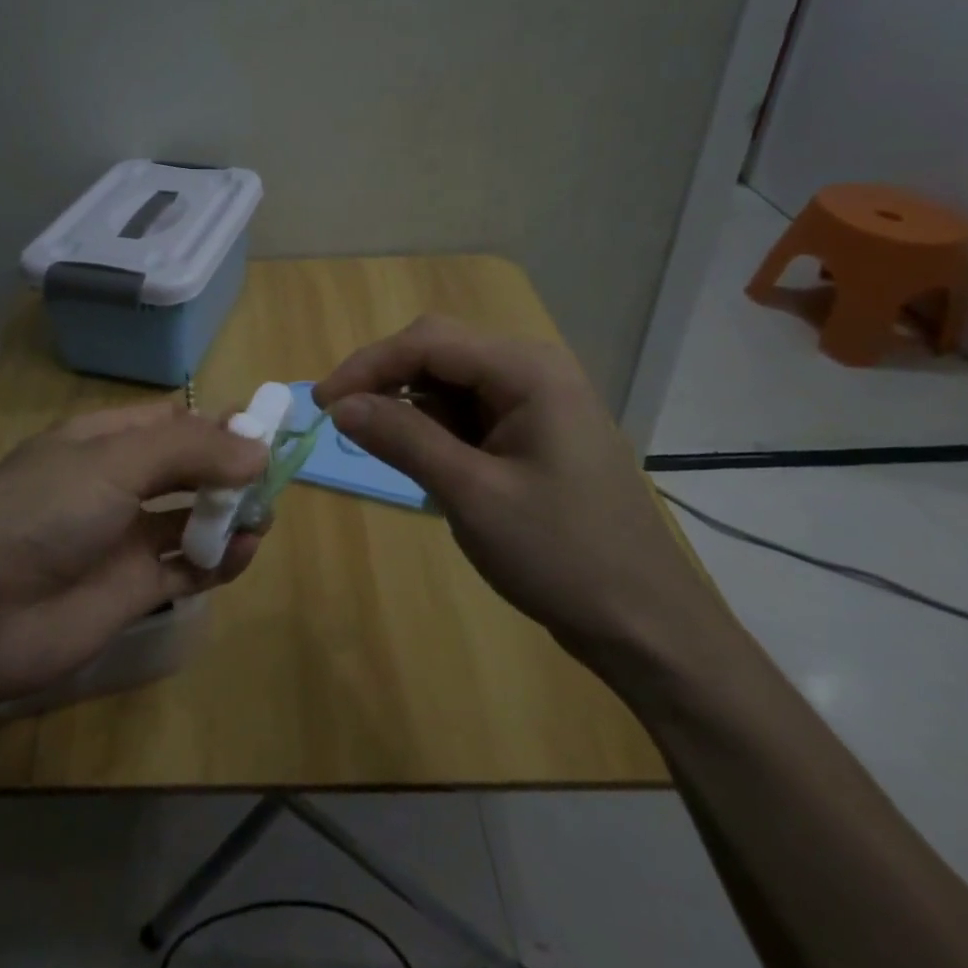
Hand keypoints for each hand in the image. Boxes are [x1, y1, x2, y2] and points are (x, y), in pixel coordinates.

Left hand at [0, 402, 267, 702]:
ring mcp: (125, 539)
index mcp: (103, 442)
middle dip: (229, 470)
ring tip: (260, 518)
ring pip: (191, 518)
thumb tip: (258, 449)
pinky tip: (243, 552)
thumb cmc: (46, 512)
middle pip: (186, 469)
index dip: (216, 424)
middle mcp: (116, 484)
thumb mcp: (116, 461)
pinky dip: (219, 560)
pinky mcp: (134, 590)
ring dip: (229, 515)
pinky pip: (188, 568)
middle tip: (271, 479)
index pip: (171, 422)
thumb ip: (190, 450)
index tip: (264, 431)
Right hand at [313, 315, 724, 666]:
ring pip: (451, 381)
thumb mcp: (471, 494)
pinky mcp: (533, 433)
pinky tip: (420, 458)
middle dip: (386, 379)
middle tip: (342, 419)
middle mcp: (534, 370)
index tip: (322, 404)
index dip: (368, 365)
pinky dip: (434, 428)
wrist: (645, 626)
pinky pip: (469, 412)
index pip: (428, 341)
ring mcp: (537, 402)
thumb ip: (402, 438)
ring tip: (375, 443)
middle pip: (440, 351)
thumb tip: (339, 405)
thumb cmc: (561, 555)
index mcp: (528, 370)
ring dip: (408, 405)